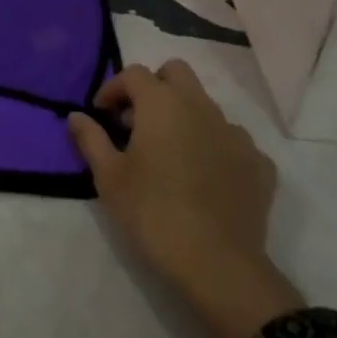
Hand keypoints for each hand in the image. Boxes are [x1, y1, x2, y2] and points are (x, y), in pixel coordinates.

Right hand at [69, 60, 303, 337]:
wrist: (217, 264)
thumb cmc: (152, 213)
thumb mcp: (109, 177)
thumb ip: (91, 139)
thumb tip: (76, 116)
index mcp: (163, 104)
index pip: (134, 74)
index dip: (113, 88)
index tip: (102, 114)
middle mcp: (202, 107)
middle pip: (176, 73)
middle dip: (154, 87)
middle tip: (137, 121)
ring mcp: (236, 134)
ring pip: (207, 106)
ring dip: (185, 117)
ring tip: (170, 153)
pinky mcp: (259, 164)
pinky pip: (233, 141)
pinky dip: (215, 148)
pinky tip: (206, 177)